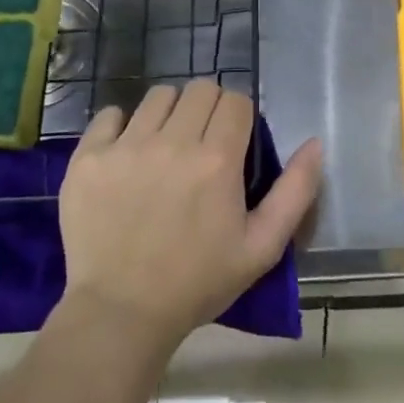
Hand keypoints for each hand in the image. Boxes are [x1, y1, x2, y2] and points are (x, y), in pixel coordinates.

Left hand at [59, 81, 321, 352]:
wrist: (121, 313)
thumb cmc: (198, 282)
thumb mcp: (262, 247)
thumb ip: (295, 192)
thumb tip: (315, 143)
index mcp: (217, 160)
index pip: (236, 101)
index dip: (240, 118)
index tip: (234, 143)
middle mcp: (172, 142)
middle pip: (200, 89)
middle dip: (209, 108)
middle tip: (203, 142)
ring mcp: (125, 147)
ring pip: (158, 96)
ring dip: (170, 113)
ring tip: (166, 145)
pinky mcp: (88, 158)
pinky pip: (109, 114)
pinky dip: (122, 125)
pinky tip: (127, 153)